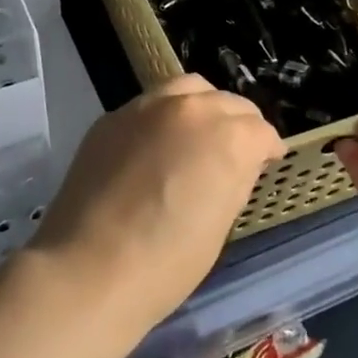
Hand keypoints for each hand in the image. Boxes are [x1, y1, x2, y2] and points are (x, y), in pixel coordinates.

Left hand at [31, 75, 282, 333]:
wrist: (89, 268)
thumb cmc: (167, 263)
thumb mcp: (220, 225)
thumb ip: (234, 180)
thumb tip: (236, 164)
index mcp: (227, 137)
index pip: (261, 130)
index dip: (268, 149)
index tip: (267, 162)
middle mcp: (191, 109)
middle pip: (228, 102)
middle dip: (239, 124)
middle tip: (237, 150)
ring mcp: (147, 107)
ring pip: (188, 89)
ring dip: (203, 107)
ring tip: (199, 134)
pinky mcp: (113, 116)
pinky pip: (150, 105)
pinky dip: (165, 117)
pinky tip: (157, 145)